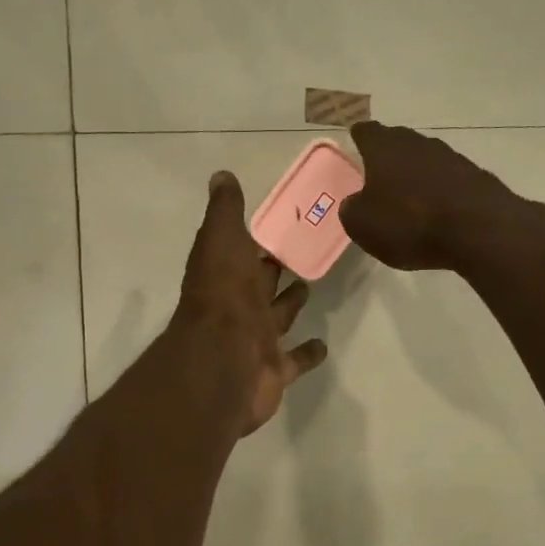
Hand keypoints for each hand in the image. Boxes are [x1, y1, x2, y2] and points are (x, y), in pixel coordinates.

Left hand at [177, 171, 328, 433]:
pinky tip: (323, 343)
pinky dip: (308, 352)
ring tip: (310, 286)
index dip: (259, 240)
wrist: (223, 360)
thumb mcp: (221, 240)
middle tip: (302, 252)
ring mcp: (257, 340)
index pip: (244, 252)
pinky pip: (295, 360)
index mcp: (228, 274)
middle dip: (275, 270)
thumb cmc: (224, 296)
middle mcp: (240, 306)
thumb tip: (220, 176)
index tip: (282, 224)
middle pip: (261, 284)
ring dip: (291, 304)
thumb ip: (225, 211)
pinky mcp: (275, 370)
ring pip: (278, 318)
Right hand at [338, 122, 520, 270]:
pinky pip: (449, 179)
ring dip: (416, 173)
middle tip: (378, 174)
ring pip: (426, 159)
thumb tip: (355, 202)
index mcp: (385, 148)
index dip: (359, 137)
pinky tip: (439, 211)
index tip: (355, 142)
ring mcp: (451, 157)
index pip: (366, 131)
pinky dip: (440, 190)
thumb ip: (352, 209)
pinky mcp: (475, 176)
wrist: (478, 230)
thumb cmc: (409, 224)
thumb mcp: (363, 225)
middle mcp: (418, 143)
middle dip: (388, 155)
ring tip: (409, 197)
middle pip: (398, 142)